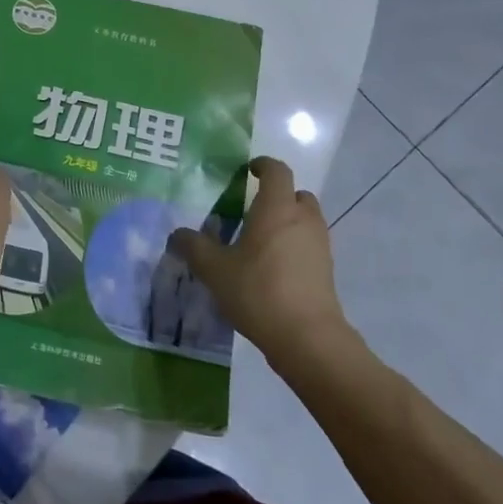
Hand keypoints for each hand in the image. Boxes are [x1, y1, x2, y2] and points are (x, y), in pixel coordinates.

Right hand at [169, 156, 358, 363]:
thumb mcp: (214, 269)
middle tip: (251, 210)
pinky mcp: (325, 270)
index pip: (277, 171)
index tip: (248, 171)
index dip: (263, 166)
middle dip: (277, 196)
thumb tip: (176, 234)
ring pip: (305, 220)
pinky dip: (293, 246)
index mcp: (277, 208)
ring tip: (258, 241)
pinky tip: (271, 268)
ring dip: (286, 222)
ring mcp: (319, 245)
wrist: (307, 337)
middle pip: (296, 194)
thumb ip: (193, 246)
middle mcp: (303, 219)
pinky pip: (308, 245)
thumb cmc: (258, 290)